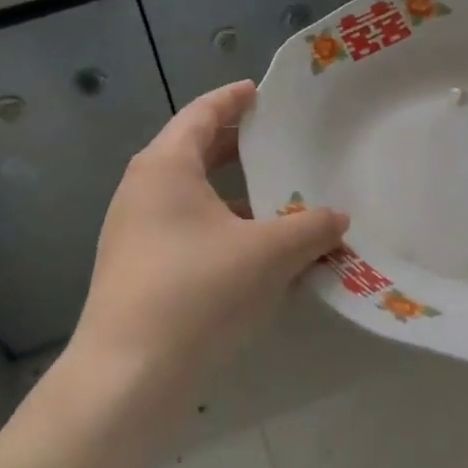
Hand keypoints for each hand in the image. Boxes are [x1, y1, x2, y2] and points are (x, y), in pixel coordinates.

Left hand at [69, 80, 348, 422]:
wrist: (128, 374)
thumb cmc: (198, 291)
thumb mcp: (268, 253)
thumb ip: (310, 229)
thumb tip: (338, 219)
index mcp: (165, 167)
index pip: (202, 114)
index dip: (233, 99)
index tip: (261, 92)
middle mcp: (142, 191)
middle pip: (193, 152)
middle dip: (235, 146)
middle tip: (276, 141)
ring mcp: (134, 233)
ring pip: (191, 197)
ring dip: (233, 194)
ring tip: (277, 199)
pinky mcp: (138, 270)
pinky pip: (186, 231)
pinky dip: (221, 229)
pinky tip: (254, 252)